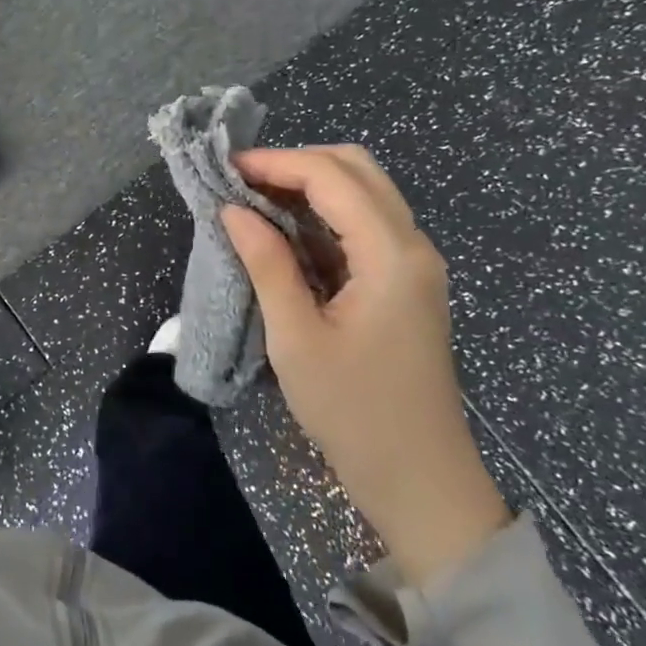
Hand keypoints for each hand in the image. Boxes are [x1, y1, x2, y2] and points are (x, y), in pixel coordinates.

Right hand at [224, 146, 509, 586]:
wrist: (421, 482)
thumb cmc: (354, 412)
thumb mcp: (296, 338)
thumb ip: (266, 263)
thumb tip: (231, 209)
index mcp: (391, 255)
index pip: (331, 177)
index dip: (275, 163)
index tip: (225, 170)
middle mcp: (411, 246)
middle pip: (355, 169)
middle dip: (295, 164)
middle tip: (242, 183)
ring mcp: (413, 264)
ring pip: (362, 193)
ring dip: (308, 185)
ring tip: (253, 201)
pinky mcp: (404, 283)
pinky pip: (363, 225)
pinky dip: (322, 215)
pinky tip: (283, 232)